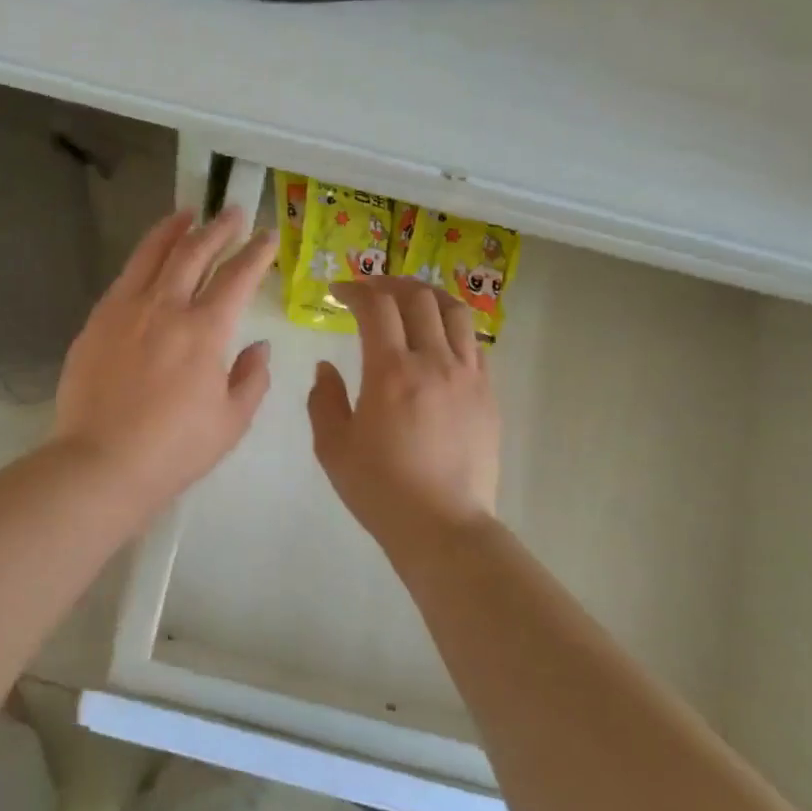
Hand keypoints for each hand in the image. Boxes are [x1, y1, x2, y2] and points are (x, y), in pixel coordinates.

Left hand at [55, 206, 276, 514]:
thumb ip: (251, 378)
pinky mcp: (96, 321)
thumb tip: (257, 346)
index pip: (237, 277)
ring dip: (174, 230)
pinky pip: (124, 278)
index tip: (267, 237)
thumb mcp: (231, 421)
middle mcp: (165, 307)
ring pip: (152, 254)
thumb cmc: (174, 449)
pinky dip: (143, 258)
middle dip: (218, 228)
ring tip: (187, 214)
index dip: (256, 253)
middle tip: (232, 213)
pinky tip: (149, 259)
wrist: (101, 462)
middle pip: (194, 252)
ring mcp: (125, 310)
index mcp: (205, 330)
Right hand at [308, 278, 501, 553]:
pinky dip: (453, 327)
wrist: (442, 526)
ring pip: (455, 312)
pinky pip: (474, 344)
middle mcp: (434, 362)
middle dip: (390, 284)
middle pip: (418, 298)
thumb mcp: (333, 447)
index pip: (376, 306)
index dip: (355, 290)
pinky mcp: (488, 394)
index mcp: (390, 371)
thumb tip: (327, 366)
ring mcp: (468, 376)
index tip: (338, 293)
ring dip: (428, 296)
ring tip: (410, 300)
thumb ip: (324, 399)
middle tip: (370, 291)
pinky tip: (439, 339)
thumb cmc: (380, 489)